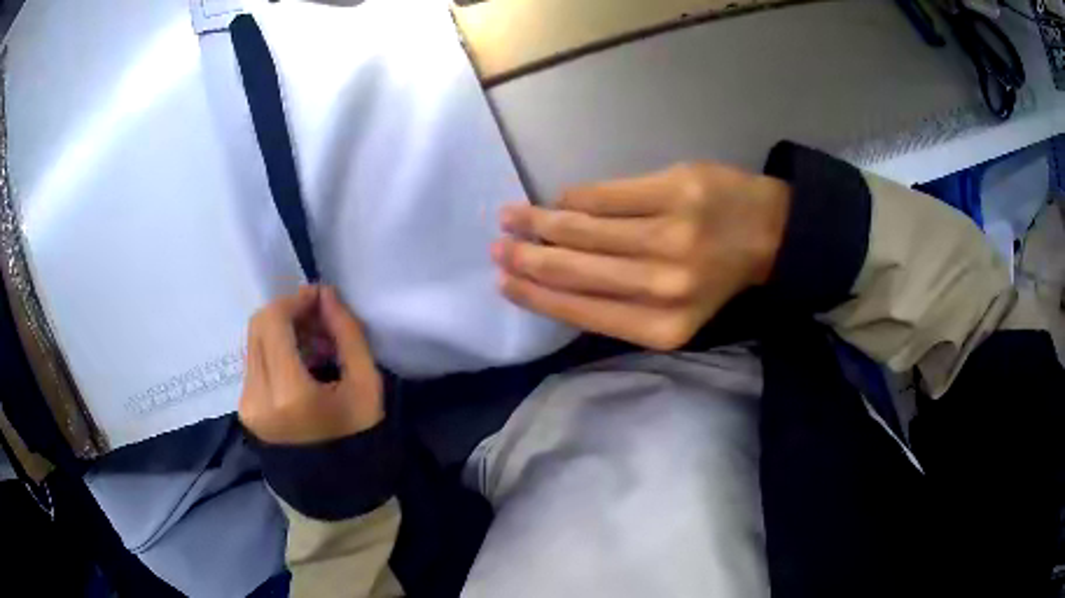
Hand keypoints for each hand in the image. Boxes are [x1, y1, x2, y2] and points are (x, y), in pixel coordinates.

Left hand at [239, 285, 382, 444]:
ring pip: (254, 341)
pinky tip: (300, 363)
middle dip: (287, 312)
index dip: (295, 300)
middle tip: (317, 319)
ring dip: (281, 330)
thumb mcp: (366, 385)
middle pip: (258, 327)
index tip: (320, 298)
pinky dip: (275, 351)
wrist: (335, 490)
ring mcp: (246, 404)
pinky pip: (254, 361)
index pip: (274, 321)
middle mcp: (257, 396)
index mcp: (289, 393)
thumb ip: (347, 333)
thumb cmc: (359, 439)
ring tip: (313, 343)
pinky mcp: (245, 409)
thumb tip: (326, 294)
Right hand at [493, 163, 789, 349]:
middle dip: (527, 258)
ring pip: (582, 228)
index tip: (504, 283)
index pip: (579, 310)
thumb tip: (553, 281)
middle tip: (498, 248)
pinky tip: (559, 199)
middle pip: (573, 269)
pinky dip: (574, 197)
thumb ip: (618, 304)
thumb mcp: (672, 311)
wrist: (768, 234)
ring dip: (539, 221)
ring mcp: (670, 235)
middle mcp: (664, 287)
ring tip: (512, 216)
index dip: (535, 296)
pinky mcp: (675, 190)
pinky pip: (605, 194)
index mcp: (662, 327)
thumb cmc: (715, 277)